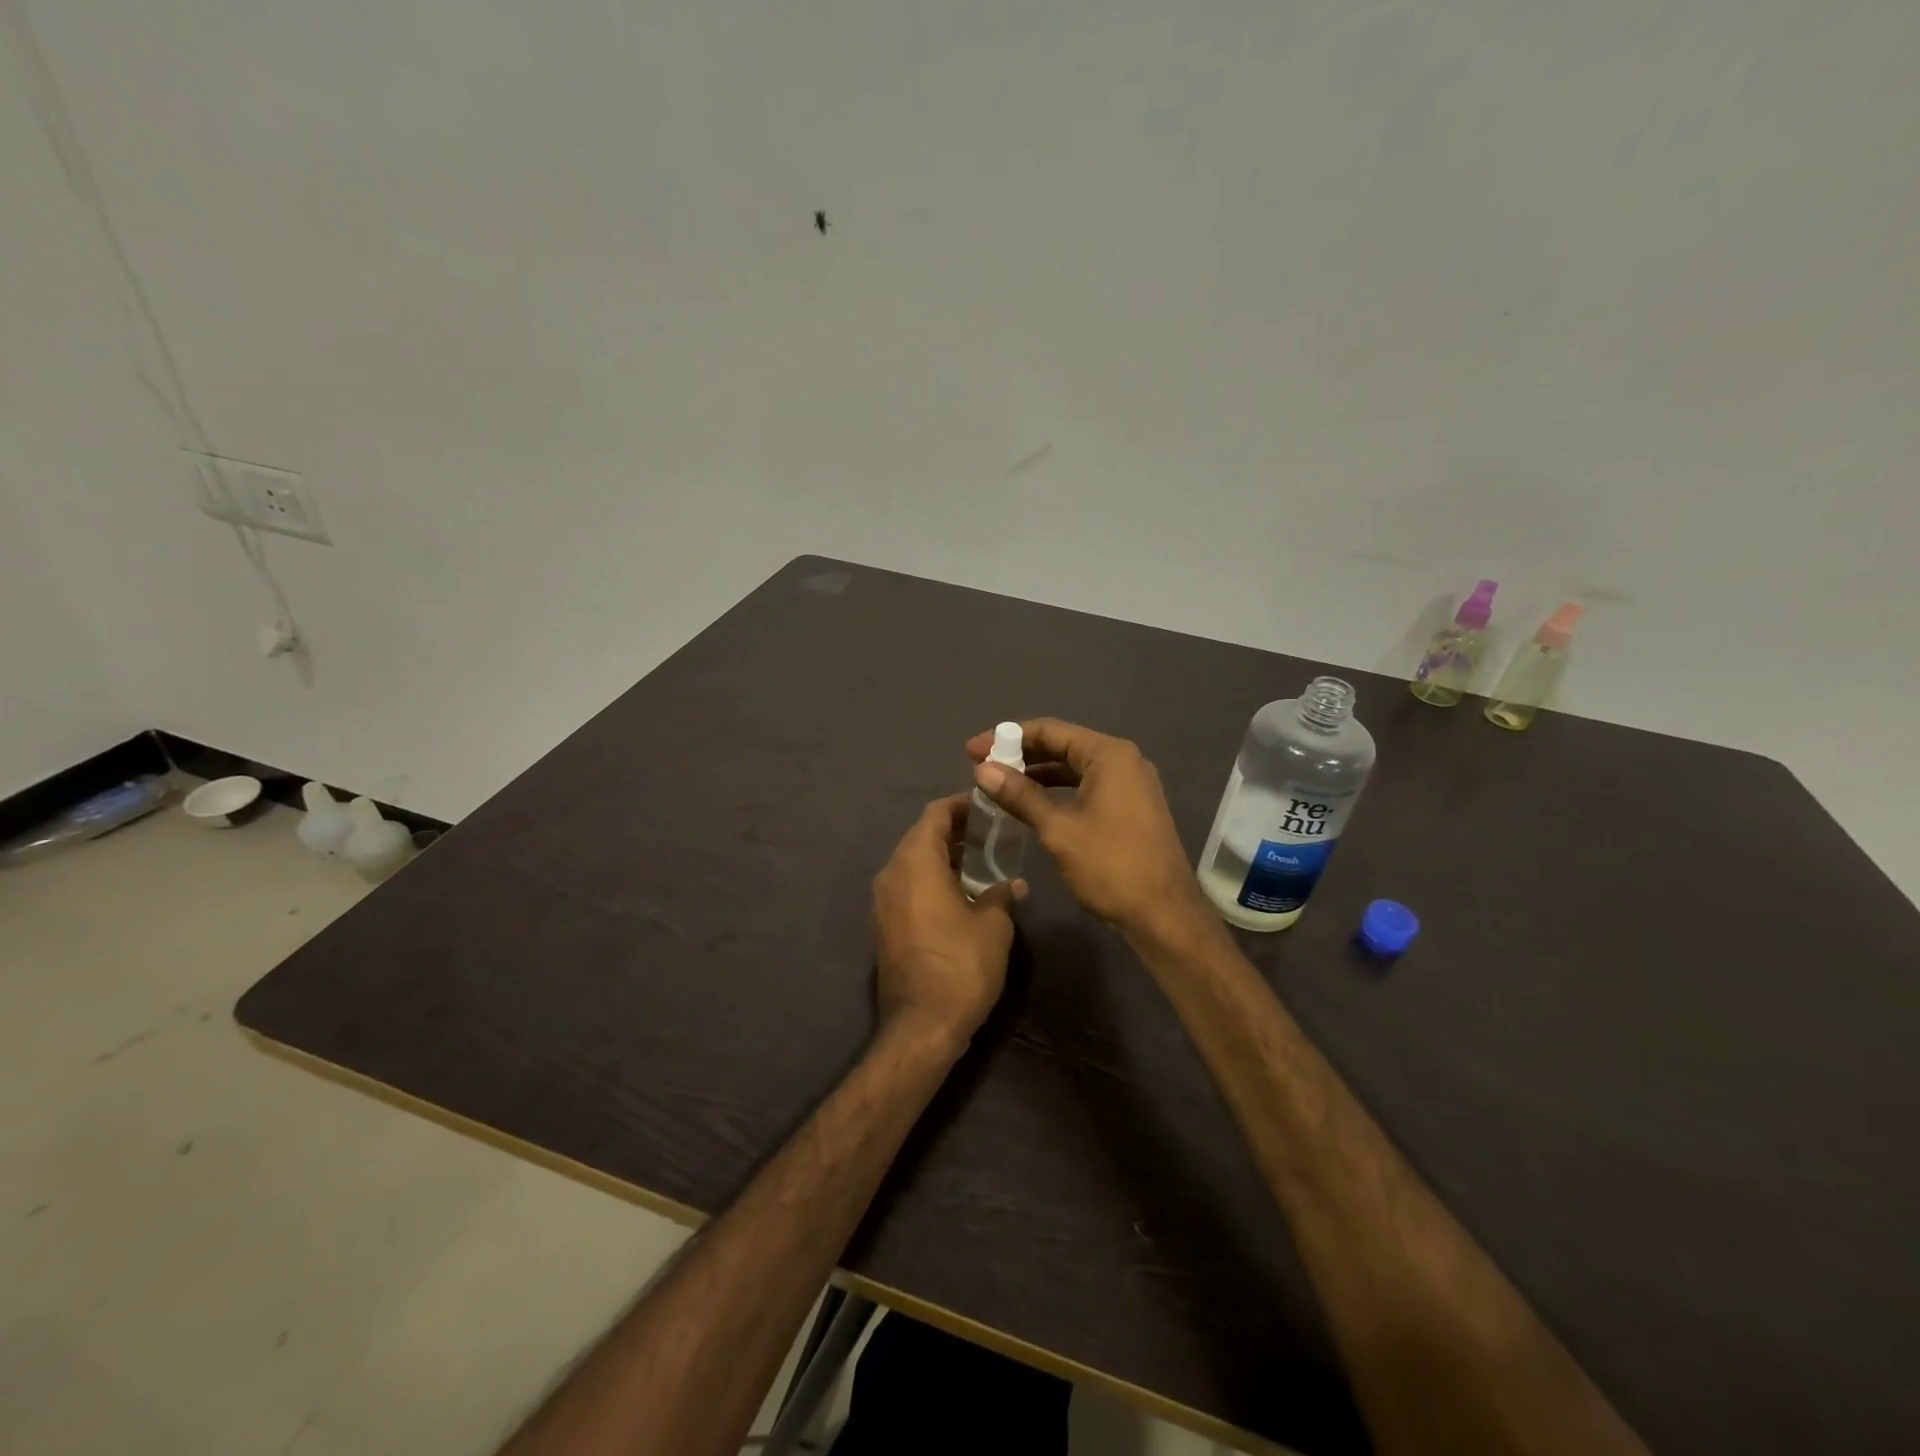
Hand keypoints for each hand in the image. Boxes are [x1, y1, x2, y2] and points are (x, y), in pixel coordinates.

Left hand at [871, 795, 1024, 1047]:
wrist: (922, 1025)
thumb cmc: (961, 965)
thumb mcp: (993, 926)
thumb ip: (1001, 895)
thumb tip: (1013, 884)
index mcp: (915, 862)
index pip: (935, 815)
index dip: (961, 805)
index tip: (987, 805)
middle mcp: (892, 873)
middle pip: (921, 836)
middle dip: (954, 831)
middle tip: (990, 832)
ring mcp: (883, 901)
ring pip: (913, 863)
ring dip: (944, 857)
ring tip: (981, 861)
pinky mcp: (884, 925)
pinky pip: (908, 887)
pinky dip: (932, 880)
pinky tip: (962, 893)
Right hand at [966, 719, 1204, 938]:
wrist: (1163, 914)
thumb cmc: (1110, 865)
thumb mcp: (1058, 829)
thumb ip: (1020, 795)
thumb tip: (982, 770)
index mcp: (1109, 755)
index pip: (1050, 731)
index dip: (1007, 737)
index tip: (972, 750)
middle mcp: (1123, 761)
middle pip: (1062, 746)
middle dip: (1021, 755)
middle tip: (981, 767)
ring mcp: (1130, 785)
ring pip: (1074, 768)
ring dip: (1037, 774)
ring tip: (999, 785)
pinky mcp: (1130, 808)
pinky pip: (1086, 787)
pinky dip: (1057, 792)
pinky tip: (1031, 805)